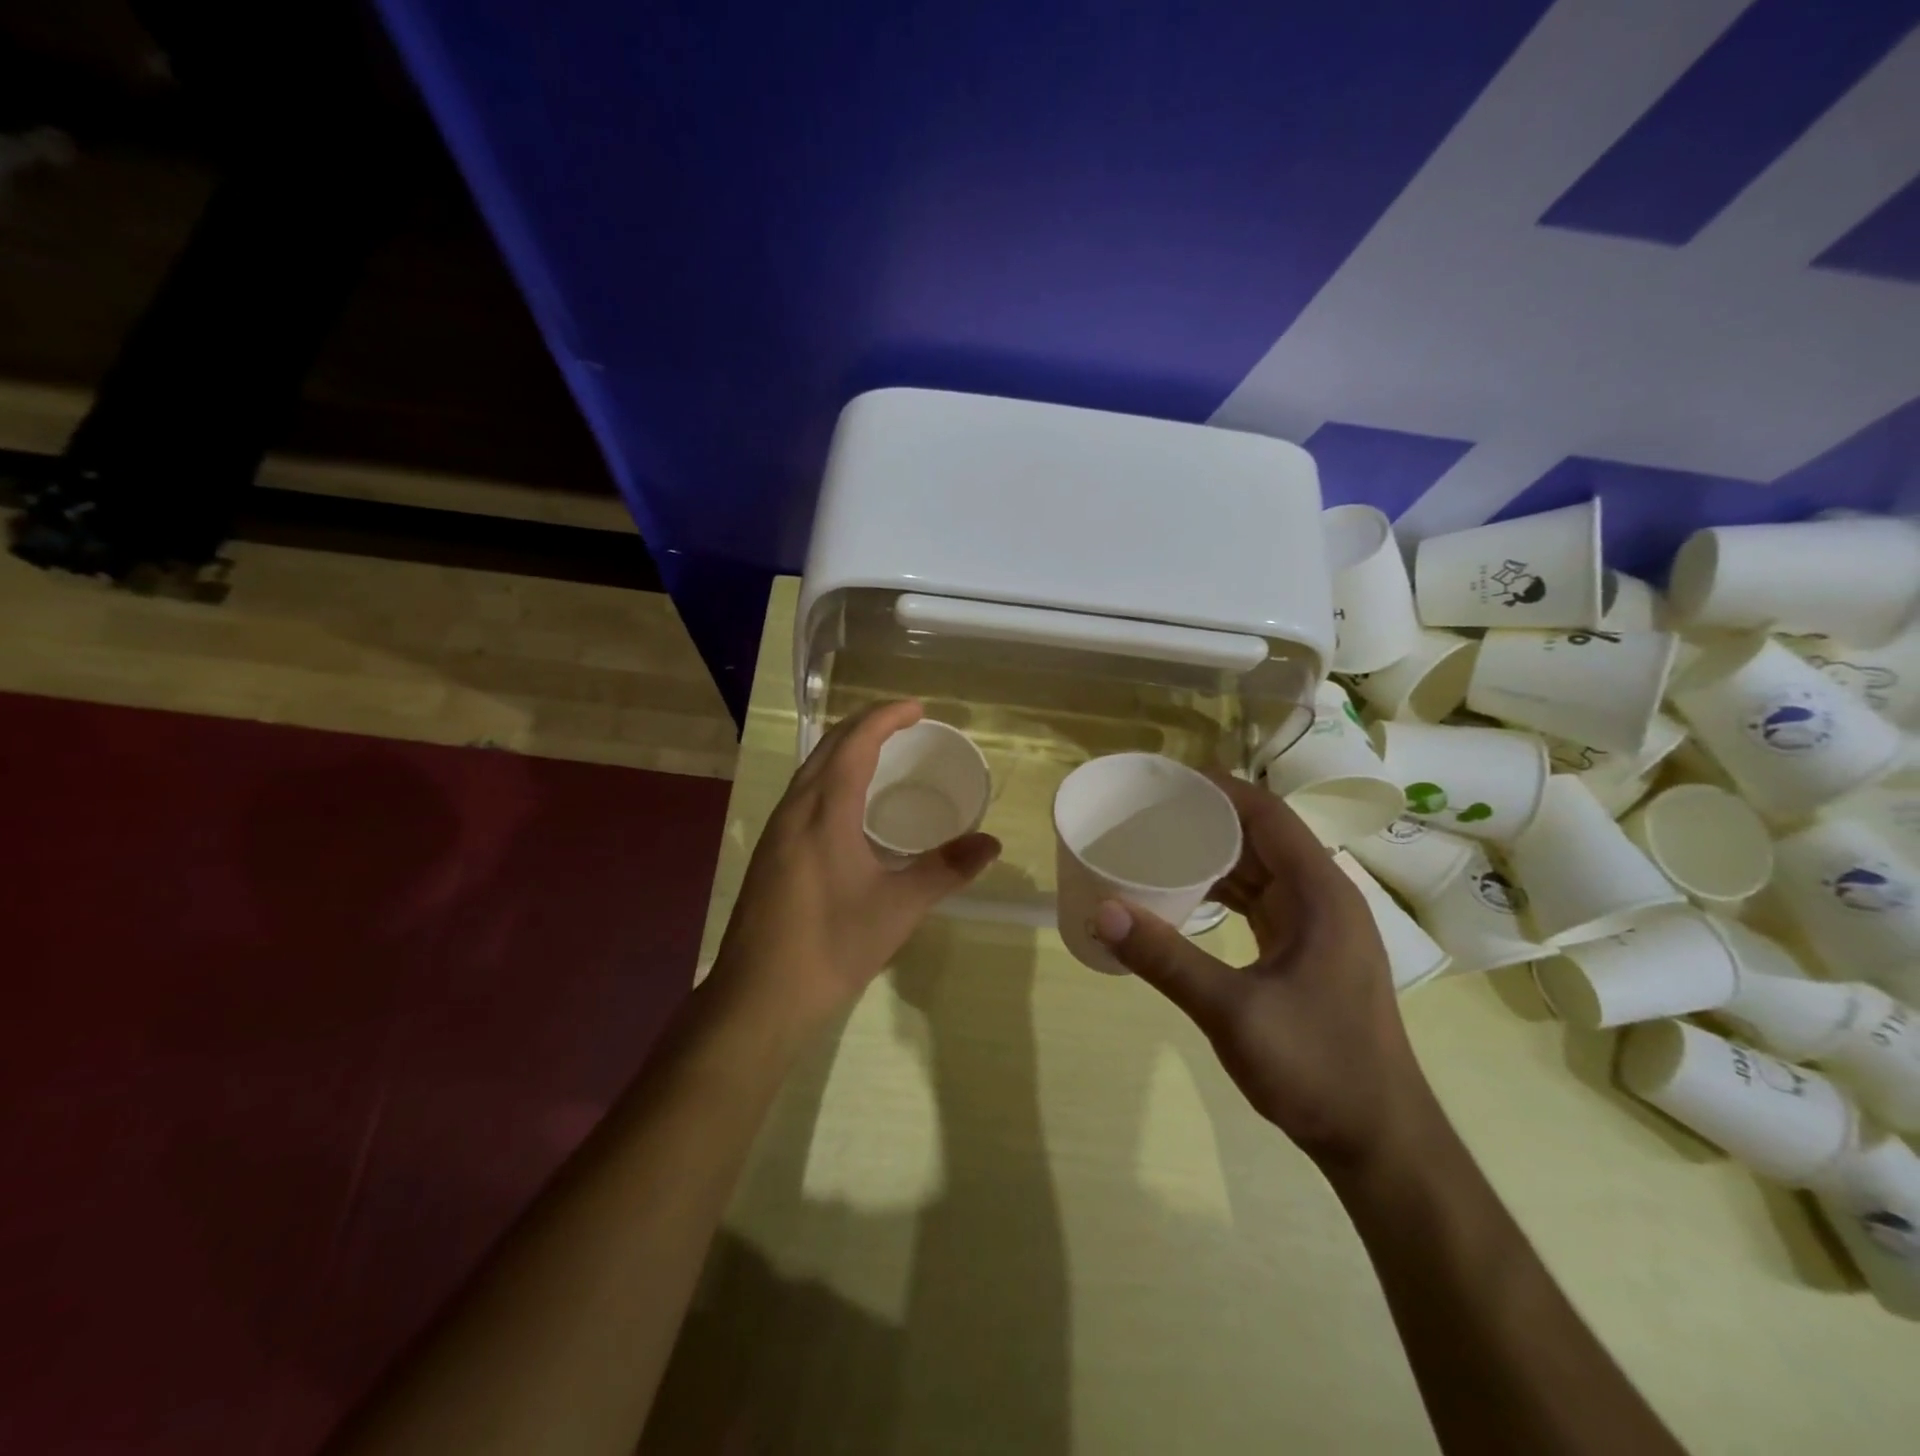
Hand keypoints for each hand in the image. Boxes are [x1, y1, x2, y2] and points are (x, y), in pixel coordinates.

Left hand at [712, 700, 1000, 1030]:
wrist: (759, 998)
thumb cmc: (832, 946)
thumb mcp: (898, 908)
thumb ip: (946, 870)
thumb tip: (991, 843)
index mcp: (824, 811)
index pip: (855, 743)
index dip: (886, 717)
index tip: (918, 709)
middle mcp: (794, 810)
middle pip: (828, 748)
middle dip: (866, 725)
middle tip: (905, 724)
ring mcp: (776, 832)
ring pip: (811, 770)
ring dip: (845, 750)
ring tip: (881, 754)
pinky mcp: (770, 854)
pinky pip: (803, 794)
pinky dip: (831, 778)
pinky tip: (848, 805)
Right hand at [1091, 776, 1437, 1172]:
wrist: (1379, 1142)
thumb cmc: (1317, 1069)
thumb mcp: (1233, 1012)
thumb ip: (1166, 959)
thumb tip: (1102, 910)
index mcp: (1320, 893)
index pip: (1267, 814)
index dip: (1218, 789)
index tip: (1165, 782)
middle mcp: (1323, 898)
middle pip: (1262, 836)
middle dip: (1207, 818)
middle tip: (1148, 812)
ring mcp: (1317, 927)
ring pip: (1260, 870)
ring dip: (1214, 855)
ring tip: (1158, 844)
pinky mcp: (1307, 953)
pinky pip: (1260, 901)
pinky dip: (1223, 891)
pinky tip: (1185, 896)